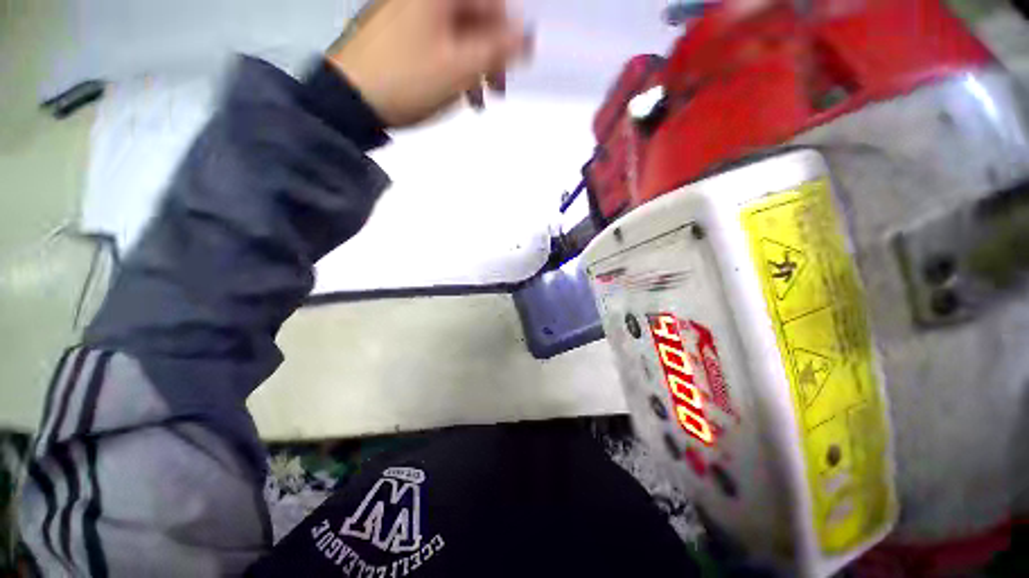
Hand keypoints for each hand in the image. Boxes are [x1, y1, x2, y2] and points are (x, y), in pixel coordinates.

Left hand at [328, 0, 531, 127]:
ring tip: (479, 101)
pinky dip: (456, 67)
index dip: (510, 35)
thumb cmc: (407, 79)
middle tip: (499, 90)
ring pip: (460, 35)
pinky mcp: (404, 33)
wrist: (352, 98)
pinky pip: (441, 44)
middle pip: (476, 18)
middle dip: (492, 56)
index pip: (493, 3)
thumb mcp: (460, 67)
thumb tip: (527, 38)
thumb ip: (497, 50)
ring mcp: (412, 13)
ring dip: (476, 68)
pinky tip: (460, 93)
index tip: (516, 67)